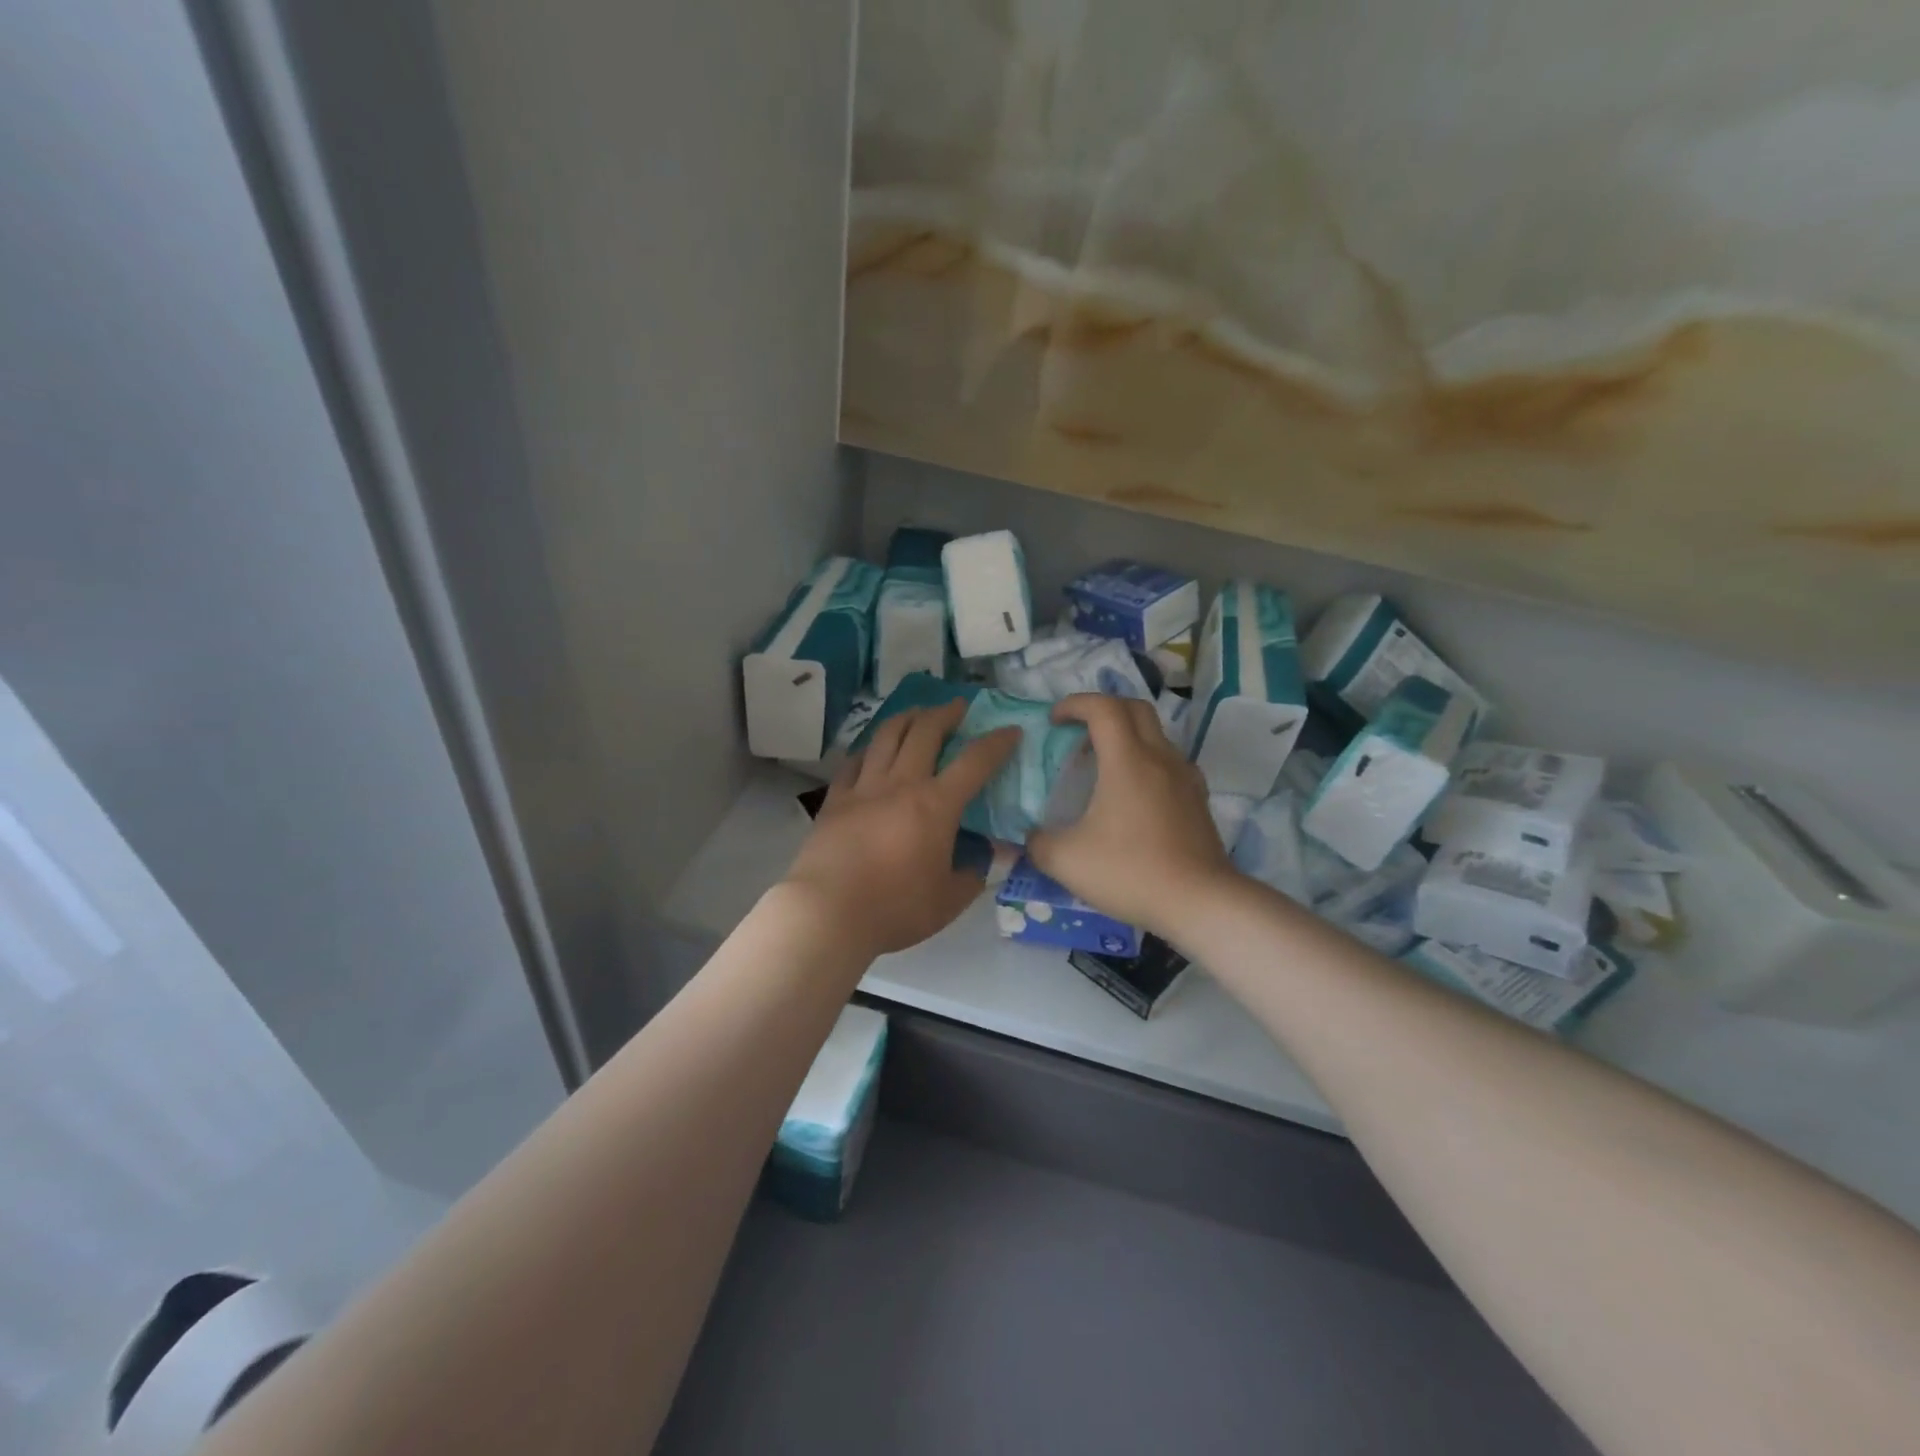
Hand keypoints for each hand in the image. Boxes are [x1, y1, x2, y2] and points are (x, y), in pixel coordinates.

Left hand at [782, 701, 1018, 958]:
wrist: (828, 913)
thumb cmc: (895, 909)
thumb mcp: (949, 900)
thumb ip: (973, 873)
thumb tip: (987, 857)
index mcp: (936, 805)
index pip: (974, 762)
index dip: (997, 743)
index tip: (1011, 730)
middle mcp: (901, 784)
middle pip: (925, 732)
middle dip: (947, 713)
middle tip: (959, 707)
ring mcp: (864, 788)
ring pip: (887, 736)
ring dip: (907, 717)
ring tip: (918, 713)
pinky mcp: (835, 799)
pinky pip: (854, 761)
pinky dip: (869, 749)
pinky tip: (872, 750)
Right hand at [1027, 694, 1235, 938]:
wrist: (1199, 902)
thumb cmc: (1130, 872)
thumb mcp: (1066, 861)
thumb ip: (1038, 843)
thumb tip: (1031, 836)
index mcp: (1127, 760)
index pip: (1103, 707)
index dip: (1075, 704)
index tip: (1054, 720)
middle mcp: (1160, 758)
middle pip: (1135, 708)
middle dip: (1104, 709)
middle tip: (1079, 732)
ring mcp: (1185, 777)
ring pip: (1157, 734)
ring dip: (1127, 736)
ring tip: (1104, 764)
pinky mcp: (1198, 800)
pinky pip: (1170, 762)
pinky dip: (1147, 762)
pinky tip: (1134, 794)